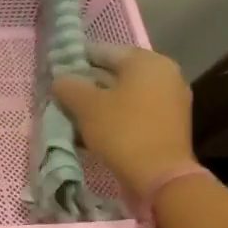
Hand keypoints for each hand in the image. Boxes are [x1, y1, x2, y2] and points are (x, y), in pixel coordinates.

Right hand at [51, 44, 195, 201]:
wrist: (161, 176)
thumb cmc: (122, 131)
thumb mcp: (86, 106)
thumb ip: (69, 86)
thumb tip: (60, 79)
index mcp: (146, 61)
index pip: (103, 51)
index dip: (76, 60)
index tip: (56, 72)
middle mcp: (164, 73)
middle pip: (116, 73)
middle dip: (89, 83)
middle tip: (63, 95)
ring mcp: (171, 99)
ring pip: (126, 94)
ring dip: (101, 102)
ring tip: (76, 115)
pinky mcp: (170, 123)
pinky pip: (136, 111)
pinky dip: (117, 116)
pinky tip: (96, 129)